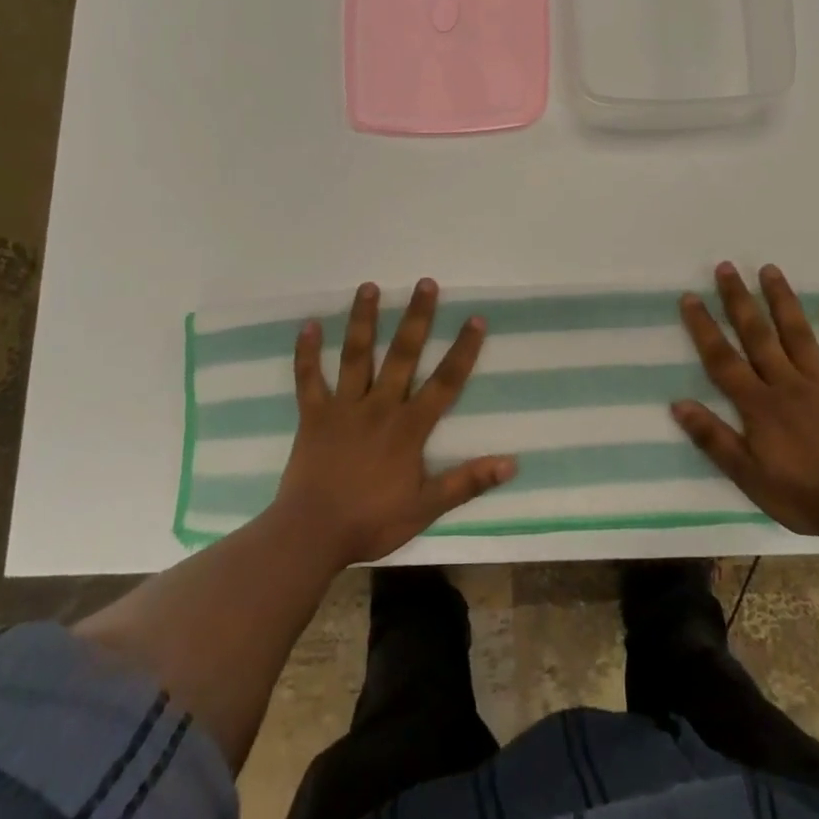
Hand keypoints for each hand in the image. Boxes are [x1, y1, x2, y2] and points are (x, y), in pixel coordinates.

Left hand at [275, 278, 515, 566]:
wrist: (311, 535)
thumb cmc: (371, 521)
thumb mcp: (426, 507)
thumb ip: (467, 482)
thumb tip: (511, 463)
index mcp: (409, 427)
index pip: (444, 382)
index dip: (462, 350)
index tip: (475, 318)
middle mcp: (379, 406)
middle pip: (403, 355)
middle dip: (417, 318)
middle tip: (425, 282)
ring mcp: (344, 407)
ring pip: (356, 355)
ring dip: (363, 320)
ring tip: (369, 287)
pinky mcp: (313, 415)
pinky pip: (309, 379)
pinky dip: (307, 353)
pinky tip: (308, 324)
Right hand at [671, 262, 818, 542]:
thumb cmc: (802, 495)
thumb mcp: (748, 476)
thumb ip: (714, 438)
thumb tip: (678, 404)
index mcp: (759, 405)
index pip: (723, 359)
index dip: (704, 327)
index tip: (690, 297)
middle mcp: (787, 384)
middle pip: (758, 335)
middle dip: (739, 300)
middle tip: (727, 267)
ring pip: (799, 335)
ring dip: (783, 301)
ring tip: (770, 270)